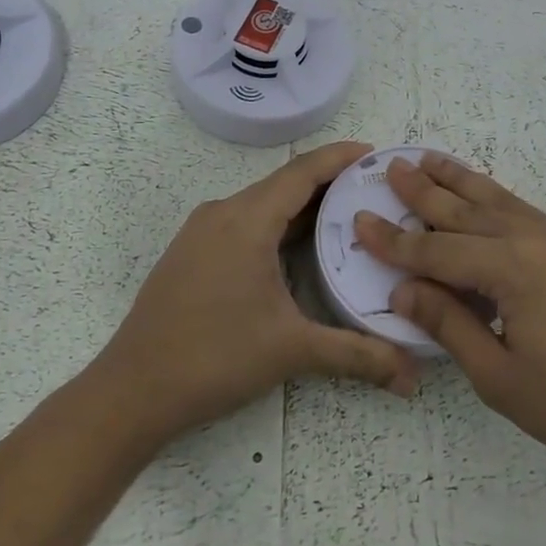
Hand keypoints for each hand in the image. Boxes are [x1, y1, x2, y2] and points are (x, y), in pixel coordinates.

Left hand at [91, 141, 419, 447]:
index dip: (340, 158)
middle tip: (372, 192)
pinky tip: (296, 248)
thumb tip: (414, 377)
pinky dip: (276, 224)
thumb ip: (357, 355)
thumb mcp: (292, 350)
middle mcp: (222, 214)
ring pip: (261, 204)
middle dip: (328, 183)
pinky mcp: (190, 253)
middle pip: (283, 185)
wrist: (131, 392)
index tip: (375, 153)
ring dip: (301, 206)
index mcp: (247, 221)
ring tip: (345, 217)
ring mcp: (200, 232)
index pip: (302, 172)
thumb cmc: (214, 357)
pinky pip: (243, 222)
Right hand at [353, 154, 545, 494]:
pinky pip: (526, 215)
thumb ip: (449, 324)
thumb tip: (405, 288)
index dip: (395, 241)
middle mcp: (538, 240)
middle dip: (427, 191)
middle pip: (468, 210)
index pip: (438, 250)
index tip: (360, 220)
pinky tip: (486, 200)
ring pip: (501, 202)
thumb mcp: (499, 376)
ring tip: (432, 160)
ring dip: (463, 182)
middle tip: (394, 167)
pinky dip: (496, 201)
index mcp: (513, 268)